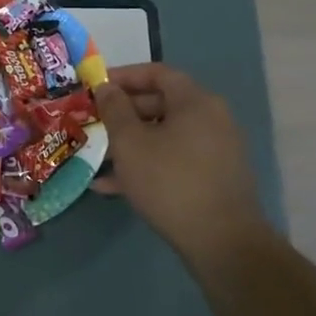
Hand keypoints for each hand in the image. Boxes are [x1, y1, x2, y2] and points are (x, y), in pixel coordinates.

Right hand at [93, 63, 271, 261]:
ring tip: (97, 156)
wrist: (222, 242)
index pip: (157, 73)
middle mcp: (211, 119)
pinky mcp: (212, 178)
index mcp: (195, 102)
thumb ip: (114, 109)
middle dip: (122, 113)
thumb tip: (106, 87)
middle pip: (160, 104)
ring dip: (130, 142)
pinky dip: (146, 164)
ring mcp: (215, 150)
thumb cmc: (170, 181)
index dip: (123, 76)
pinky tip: (113, 186)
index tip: (95, 87)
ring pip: (164, 136)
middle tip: (93, 122)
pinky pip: (173, 160)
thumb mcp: (130, 142)